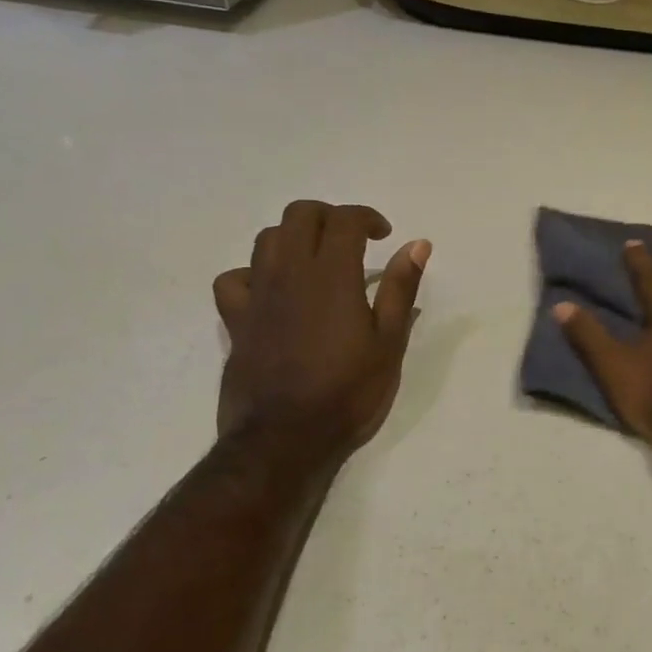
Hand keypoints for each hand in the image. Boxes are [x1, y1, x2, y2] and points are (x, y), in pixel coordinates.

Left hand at [211, 201, 429, 455]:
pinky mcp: (236, 319)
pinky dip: (254, 273)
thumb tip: (417, 244)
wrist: (285, 437)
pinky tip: (271, 291)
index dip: (367, 218)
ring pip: (266, 238)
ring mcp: (257, 294)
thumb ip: (400, 289)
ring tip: (315, 262)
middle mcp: (289, 272)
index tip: (384, 235)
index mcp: (332, 275)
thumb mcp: (388, 343)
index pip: (345, 220)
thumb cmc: (348, 392)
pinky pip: (234, 278)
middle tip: (352, 241)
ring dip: (294, 238)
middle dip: (329, 217)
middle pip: (300, 215)